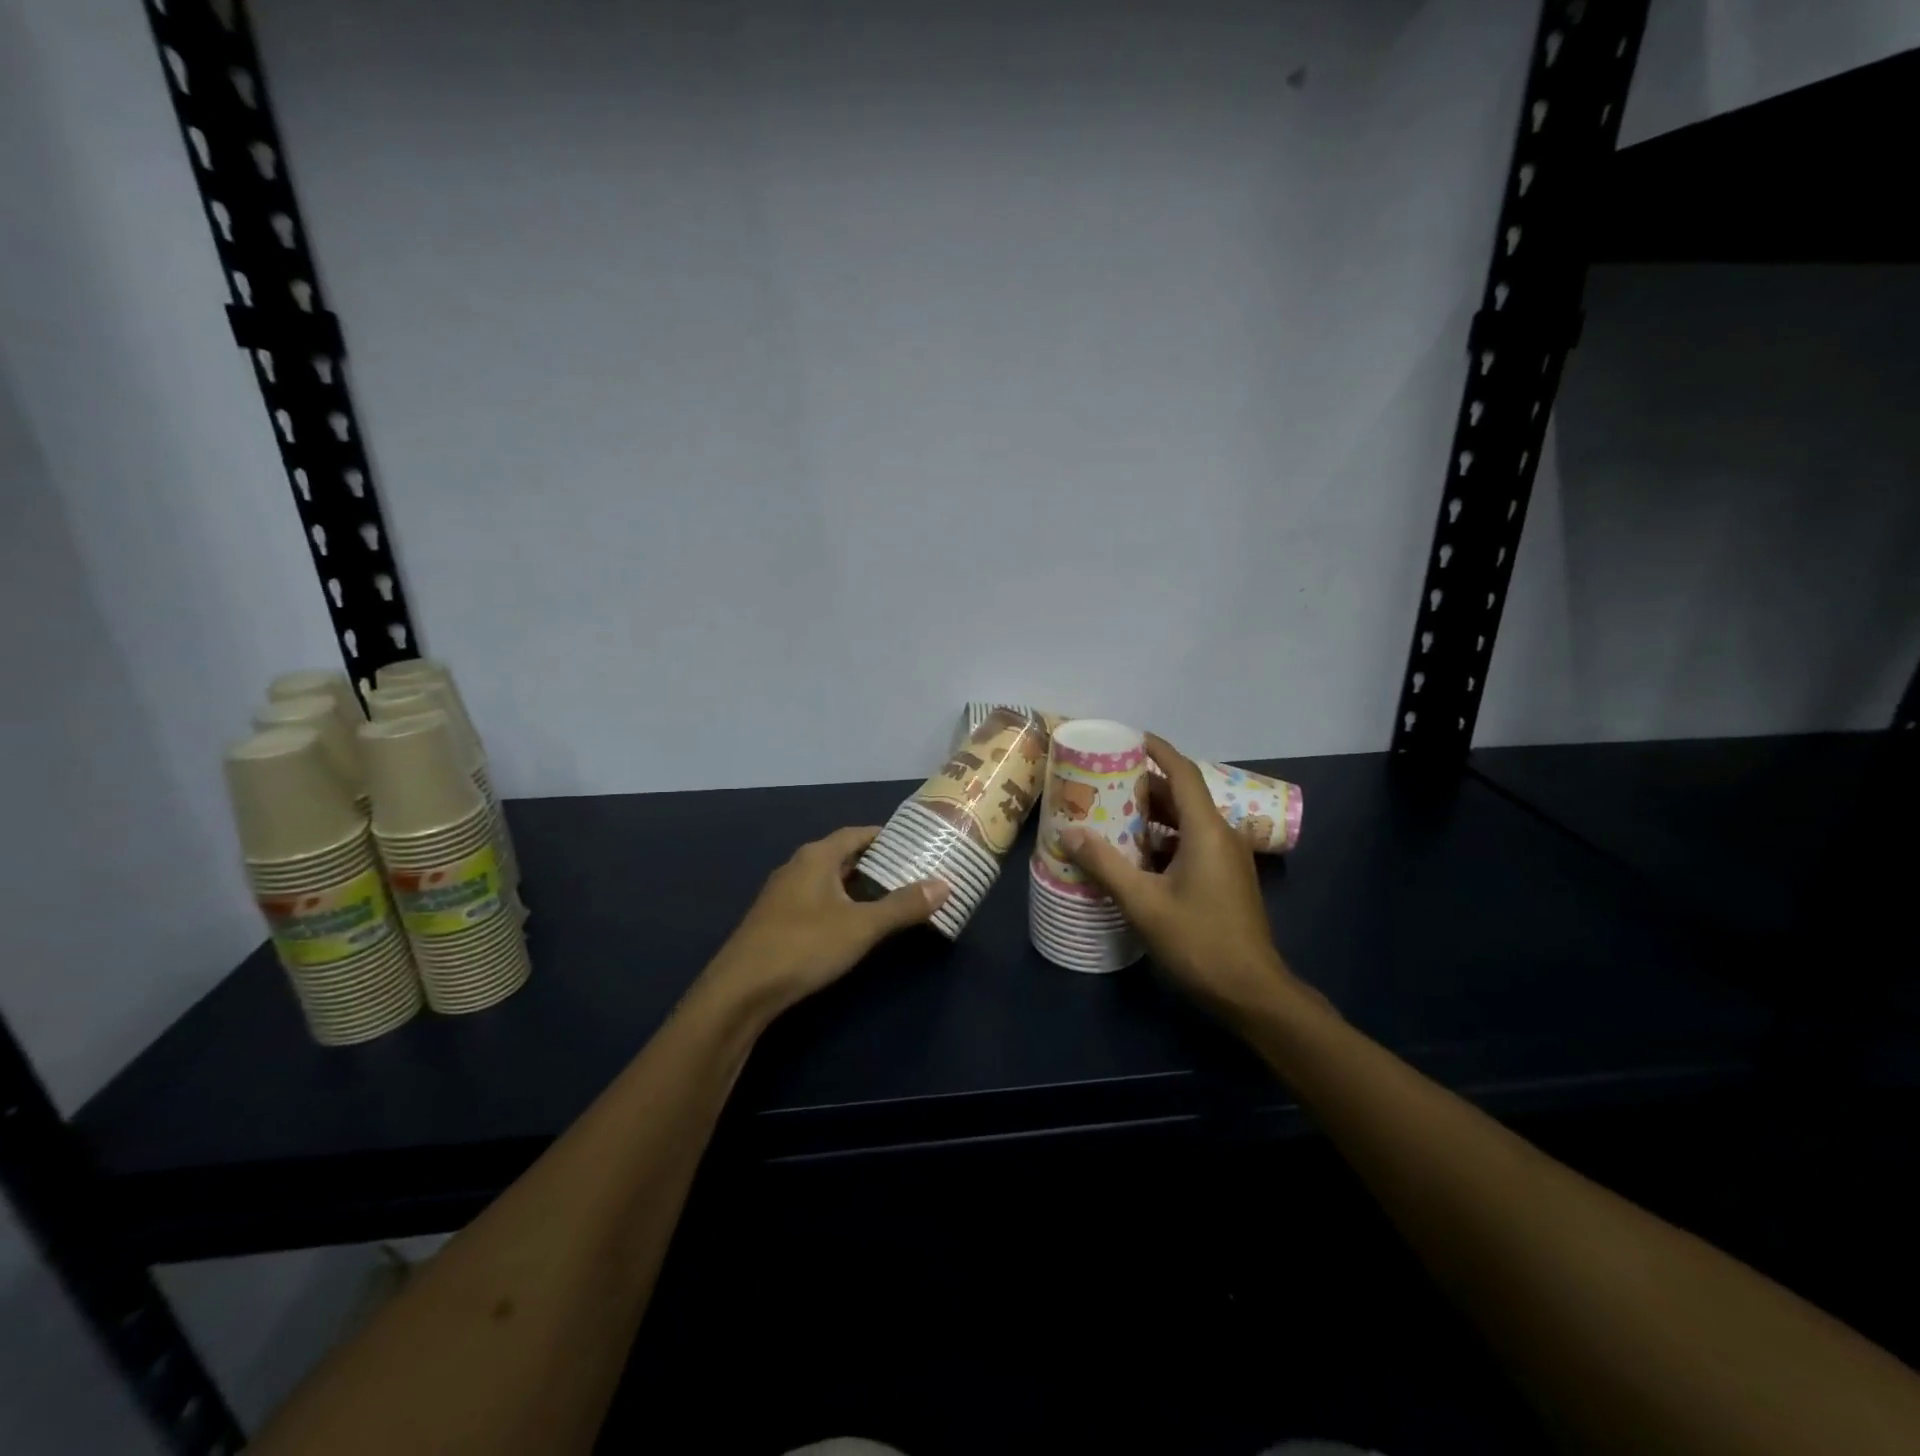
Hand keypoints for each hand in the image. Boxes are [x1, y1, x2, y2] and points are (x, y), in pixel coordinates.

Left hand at [700, 826, 947, 1019]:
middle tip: (910, 872)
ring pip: (828, 880)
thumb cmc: (804, 946)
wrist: (740, 991)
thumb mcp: (862, 926)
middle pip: (842, 856)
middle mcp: (797, 867)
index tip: (914, 844)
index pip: (856, 834)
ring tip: (890, 897)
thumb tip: (945, 883)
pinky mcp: (775, 921)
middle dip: (875, 862)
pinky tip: (853, 924)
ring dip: (856, 886)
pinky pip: (816, 901)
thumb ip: (903, 905)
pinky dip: (839, 904)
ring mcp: (782, 895)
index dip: (884, 836)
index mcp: (816, 857)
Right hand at [1060, 735, 1301, 1022]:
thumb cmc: (1200, 942)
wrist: (1252, 992)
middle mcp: (1221, 836)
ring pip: (1186, 822)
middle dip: (1144, 785)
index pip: (1182, 772)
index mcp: (1206, 830)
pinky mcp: (1225, 879)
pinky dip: (1163, 839)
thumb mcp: (1144, 903)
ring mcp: (1227, 859)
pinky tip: (1134, 855)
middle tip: (1103, 781)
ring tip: (1111, 814)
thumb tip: (1070, 832)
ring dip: (1151, 815)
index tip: (1128, 738)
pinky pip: (1191, 844)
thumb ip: (1105, 865)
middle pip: (1181, 796)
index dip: (1157, 750)